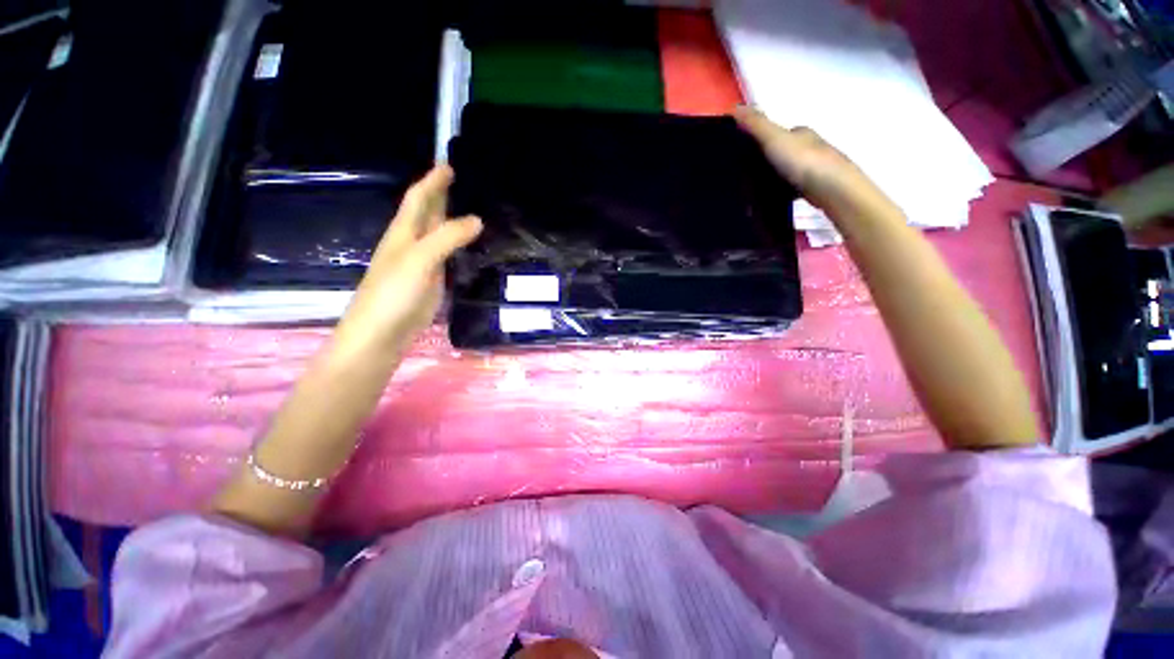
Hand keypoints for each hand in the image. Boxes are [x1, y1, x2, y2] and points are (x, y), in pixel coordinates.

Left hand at [333, 165, 481, 359]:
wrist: (382, 333)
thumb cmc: (394, 293)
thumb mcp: (420, 259)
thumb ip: (448, 237)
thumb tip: (477, 220)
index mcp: (404, 233)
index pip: (419, 199)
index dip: (433, 182)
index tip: (448, 165)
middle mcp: (412, 244)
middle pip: (427, 214)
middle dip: (440, 195)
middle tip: (459, 182)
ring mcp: (422, 264)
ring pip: (437, 235)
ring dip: (450, 220)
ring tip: (469, 210)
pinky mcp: (431, 282)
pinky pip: (446, 256)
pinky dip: (456, 245)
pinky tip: (466, 245)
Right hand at [733, 105, 899, 225]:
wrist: (831, 188)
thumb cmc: (802, 160)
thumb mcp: (773, 138)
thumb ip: (755, 124)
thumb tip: (735, 106)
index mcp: (800, 133)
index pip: (778, 133)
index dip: (761, 141)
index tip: (744, 154)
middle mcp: (810, 147)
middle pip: (783, 152)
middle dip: (767, 161)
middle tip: (746, 176)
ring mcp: (814, 169)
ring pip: (788, 172)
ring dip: (775, 178)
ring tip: (755, 191)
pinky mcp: (814, 189)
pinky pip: (792, 190)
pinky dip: (782, 194)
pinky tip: (771, 202)